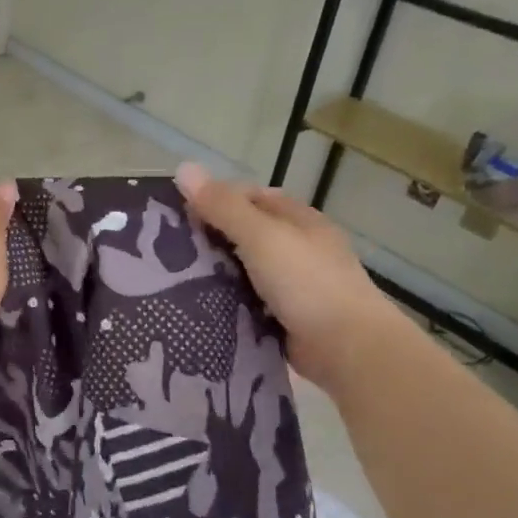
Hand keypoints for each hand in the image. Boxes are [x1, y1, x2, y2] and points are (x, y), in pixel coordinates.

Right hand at [174, 163, 403, 390]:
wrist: (348, 349)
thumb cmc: (307, 282)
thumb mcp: (261, 236)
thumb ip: (223, 207)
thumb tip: (183, 168)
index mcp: (299, 220)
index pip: (251, 197)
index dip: (216, 199)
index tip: (178, 213)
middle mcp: (298, 248)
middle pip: (246, 234)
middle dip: (211, 238)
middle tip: (168, 249)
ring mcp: (294, 285)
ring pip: (244, 270)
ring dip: (216, 273)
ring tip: (172, 278)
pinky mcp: (285, 318)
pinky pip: (247, 303)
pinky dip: (226, 303)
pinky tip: (198, 307)